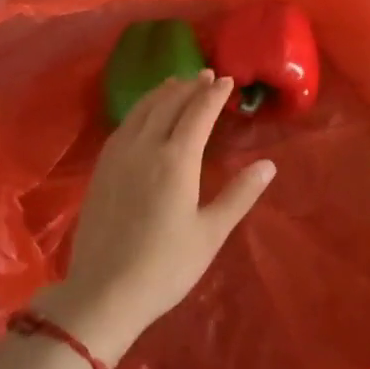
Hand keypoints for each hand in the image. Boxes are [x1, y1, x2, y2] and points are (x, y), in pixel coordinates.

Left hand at [39, 71, 275, 366]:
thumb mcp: (211, 233)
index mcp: (176, 159)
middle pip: (169, 103)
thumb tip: (268, 165)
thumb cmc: (165, 267)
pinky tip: (145, 114)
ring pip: (142, 109)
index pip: (198, 112)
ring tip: (178, 83)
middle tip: (207, 76)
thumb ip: (239, 195)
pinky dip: (141, 108)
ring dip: (163, 92)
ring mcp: (118, 155)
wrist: (103, 293)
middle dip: (190, 86)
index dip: (214, 94)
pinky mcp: (101, 168)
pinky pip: (125, 124)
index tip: (227, 80)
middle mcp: (145, 147)